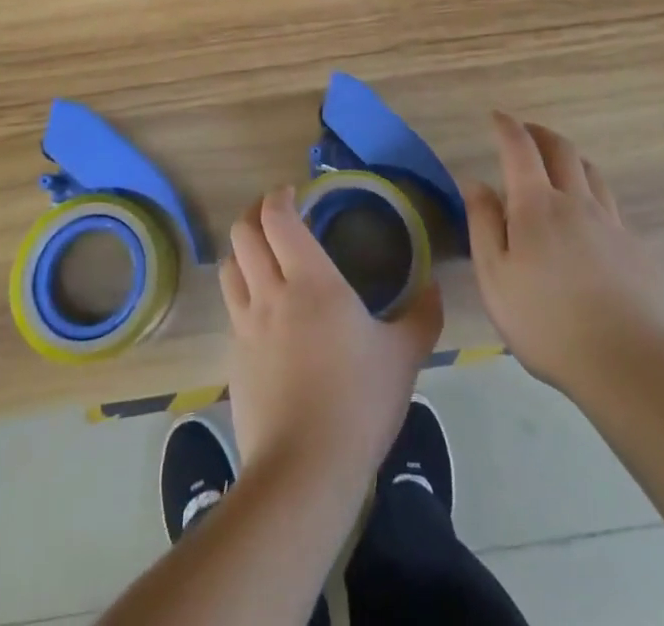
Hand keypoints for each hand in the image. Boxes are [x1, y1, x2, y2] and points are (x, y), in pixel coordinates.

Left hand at [220, 185, 443, 483]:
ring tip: (265, 256)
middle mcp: (270, 293)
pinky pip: (231, 308)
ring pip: (230, 267)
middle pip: (243, 233)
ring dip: (243, 251)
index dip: (279, 197)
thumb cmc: (359, 401)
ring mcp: (245, 326)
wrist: (304, 470)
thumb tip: (433, 285)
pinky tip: (264, 312)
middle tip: (278, 217)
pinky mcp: (233, 358)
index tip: (294, 193)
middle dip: (255, 215)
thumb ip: (422, 315)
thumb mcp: (404, 356)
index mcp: (311, 281)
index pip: (278, 218)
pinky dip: (242, 293)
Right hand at [464, 112, 663, 393]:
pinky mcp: (636, 250)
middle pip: (563, 150)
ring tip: (559, 166)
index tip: (497, 117)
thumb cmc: (546, 322)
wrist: (628, 365)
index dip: (508, 127)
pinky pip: (611, 207)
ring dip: (571, 159)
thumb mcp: (495, 277)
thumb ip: (483, 224)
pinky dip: (592, 195)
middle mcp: (577, 203)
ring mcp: (612, 224)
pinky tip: (588, 219)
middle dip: (541, 133)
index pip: (520, 149)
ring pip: (592, 173)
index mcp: (537, 205)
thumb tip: (474, 182)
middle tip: (527, 132)